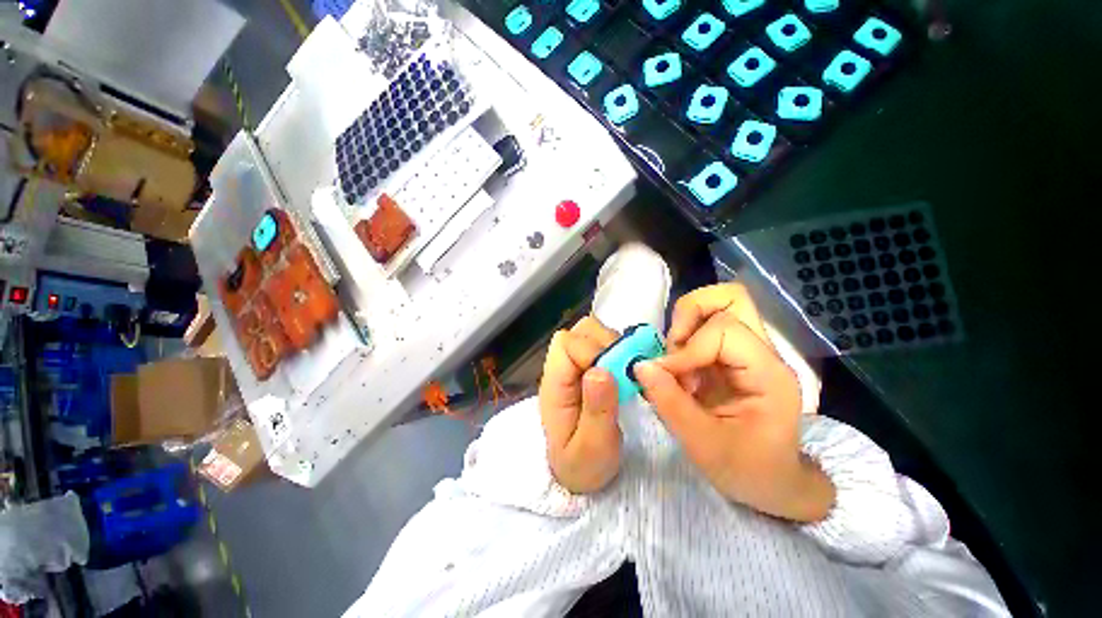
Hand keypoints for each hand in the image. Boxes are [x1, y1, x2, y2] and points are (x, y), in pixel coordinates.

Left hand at [538, 317, 621, 493]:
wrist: (576, 473)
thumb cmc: (582, 465)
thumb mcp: (592, 448)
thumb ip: (597, 411)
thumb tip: (601, 370)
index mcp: (554, 385)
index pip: (567, 345)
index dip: (593, 351)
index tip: (615, 375)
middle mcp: (561, 368)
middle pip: (578, 331)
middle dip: (606, 342)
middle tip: (625, 370)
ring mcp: (574, 366)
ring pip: (590, 333)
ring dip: (613, 344)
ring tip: (627, 370)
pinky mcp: (587, 367)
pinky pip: (602, 343)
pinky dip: (617, 349)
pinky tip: (626, 370)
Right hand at [635, 284, 834, 521]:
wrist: (772, 482)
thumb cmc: (748, 470)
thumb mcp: (704, 445)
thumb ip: (670, 403)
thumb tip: (639, 366)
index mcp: (769, 374)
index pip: (724, 330)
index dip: (687, 349)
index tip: (666, 377)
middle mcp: (763, 352)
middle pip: (730, 297)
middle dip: (690, 314)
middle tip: (673, 349)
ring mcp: (748, 351)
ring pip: (716, 305)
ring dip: (684, 326)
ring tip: (676, 363)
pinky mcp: (730, 356)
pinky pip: (702, 327)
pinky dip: (682, 341)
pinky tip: (679, 371)